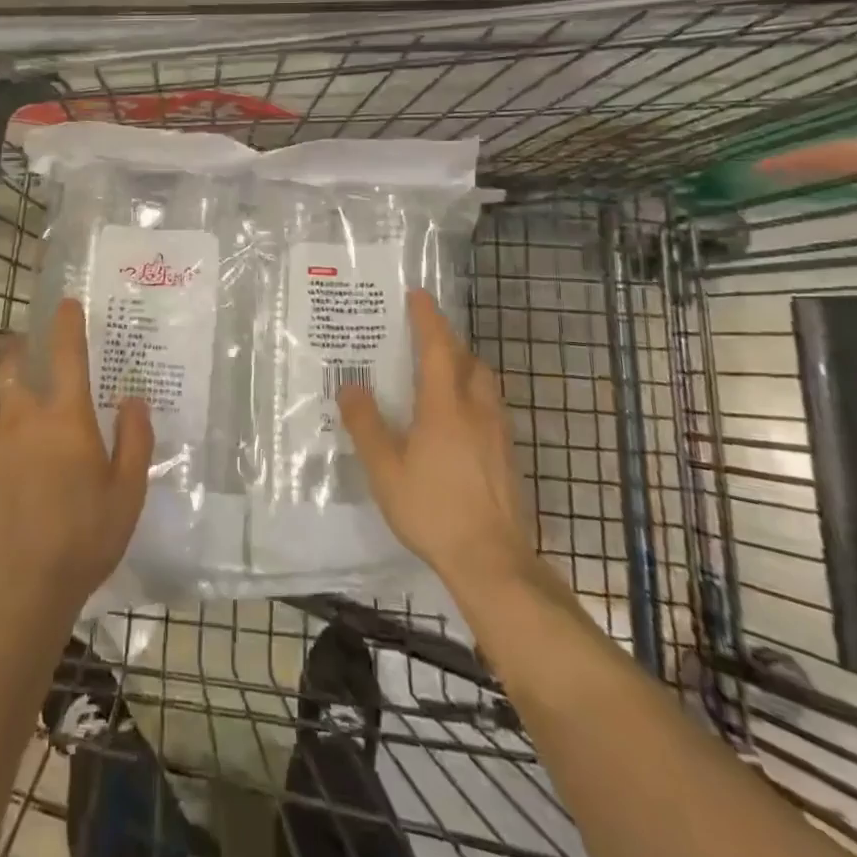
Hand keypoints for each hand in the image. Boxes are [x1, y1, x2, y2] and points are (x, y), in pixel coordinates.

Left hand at [0, 299, 153, 626]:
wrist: (18, 590)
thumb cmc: (84, 537)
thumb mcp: (127, 492)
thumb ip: (134, 440)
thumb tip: (133, 399)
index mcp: (66, 418)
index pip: (66, 355)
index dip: (66, 324)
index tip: (65, 303)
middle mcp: (25, 420)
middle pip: (10, 367)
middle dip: (15, 347)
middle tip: (22, 339)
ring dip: (4, 384)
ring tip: (14, 387)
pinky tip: (10, 447)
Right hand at [340, 290, 541, 601]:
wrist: (492, 561)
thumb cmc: (433, 510)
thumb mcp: (385, 469)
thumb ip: (365, 425)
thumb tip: (349, 386)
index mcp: (445, 406)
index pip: (438, 348)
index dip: (427, 318)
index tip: (417, 295)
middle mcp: (476, 410)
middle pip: (468, 360)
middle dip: (447, 340)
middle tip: (423, 335)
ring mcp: (497, 433)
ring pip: (483, 383)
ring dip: (463, 366)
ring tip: (440, 372)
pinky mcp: (506, 455)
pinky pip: (489, 406)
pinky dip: (472, 394)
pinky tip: (456, 419)